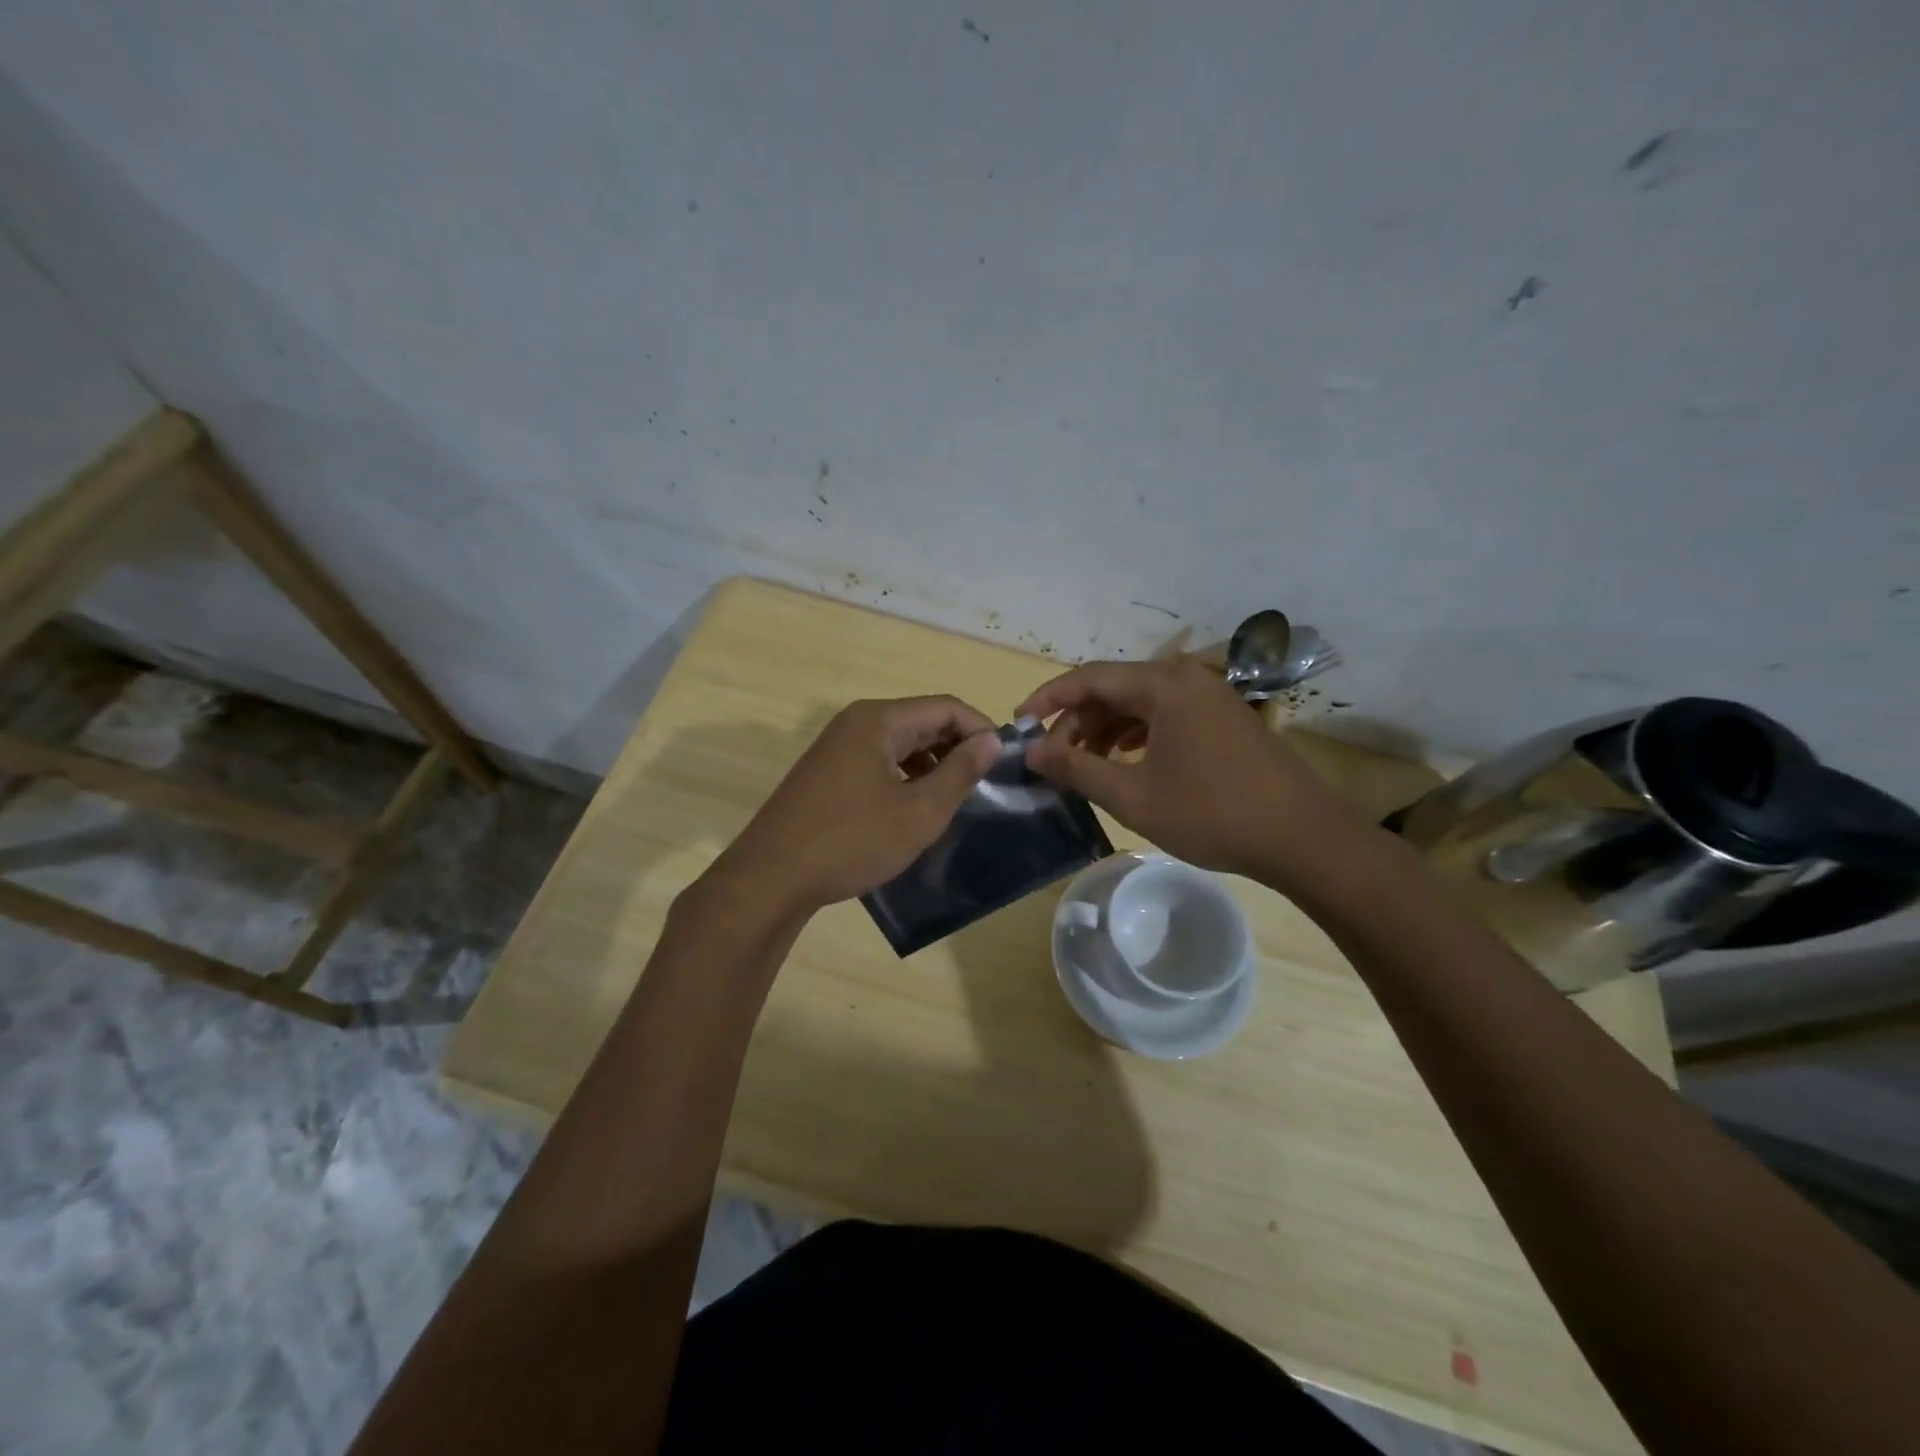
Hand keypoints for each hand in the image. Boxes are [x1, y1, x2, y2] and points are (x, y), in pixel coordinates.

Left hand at [714, 696, 1000, 915]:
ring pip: (900, 743)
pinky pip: (878, 761)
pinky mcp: (826, 772)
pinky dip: (905, 776)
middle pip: (922, 720)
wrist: (771, 877)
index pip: (946, 707)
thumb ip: (960, 772)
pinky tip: (914, 808)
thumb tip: (991, 740)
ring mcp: (836, 747)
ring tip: (954, 799)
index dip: (980, 729)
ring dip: (932, 764)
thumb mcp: (919, 811)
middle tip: (984, 783)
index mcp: (879, 720)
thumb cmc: (852, 841)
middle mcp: (856, 722)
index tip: (1004, 762)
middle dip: (957, 747)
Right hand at [1017, 659, 1364, 882]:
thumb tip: (1032, 751)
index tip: (1019, 724)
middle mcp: (1186, 679)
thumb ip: (1077, 768)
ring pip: (1139, 704)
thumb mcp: (1133, 796)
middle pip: (1114, 689)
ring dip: (1104, 730)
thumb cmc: (1211, 814)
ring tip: (1082, 764)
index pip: (1089, 678)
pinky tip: (1124, 762)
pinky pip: (1165, 716)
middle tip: (1052, 757)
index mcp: (1163, 686)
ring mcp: (1209, 698)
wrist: (1303, 838)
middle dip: (1076, 721)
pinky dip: (1135, 735)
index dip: (1048, 698)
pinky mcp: (1223, 720)